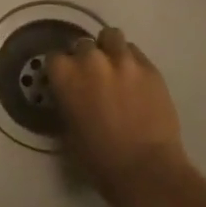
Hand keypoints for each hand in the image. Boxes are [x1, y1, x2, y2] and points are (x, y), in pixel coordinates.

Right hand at [47, 27, 191, 206]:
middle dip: (84, 59)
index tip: (65, 82)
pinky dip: (131, 61)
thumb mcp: (68, 129)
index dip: (60, 70)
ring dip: (109, 50)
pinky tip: (134, 80)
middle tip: (92, 78)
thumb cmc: (98, 159)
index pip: (54, 57)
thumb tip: (71, 95)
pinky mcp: (150, 68)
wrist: (145, 169)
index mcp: (66, 76)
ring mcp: (124, 61)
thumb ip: (67, 102)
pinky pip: (135, 52)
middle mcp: (92, 60)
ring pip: (111, 37)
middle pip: (83, 45)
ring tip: (114, 68)